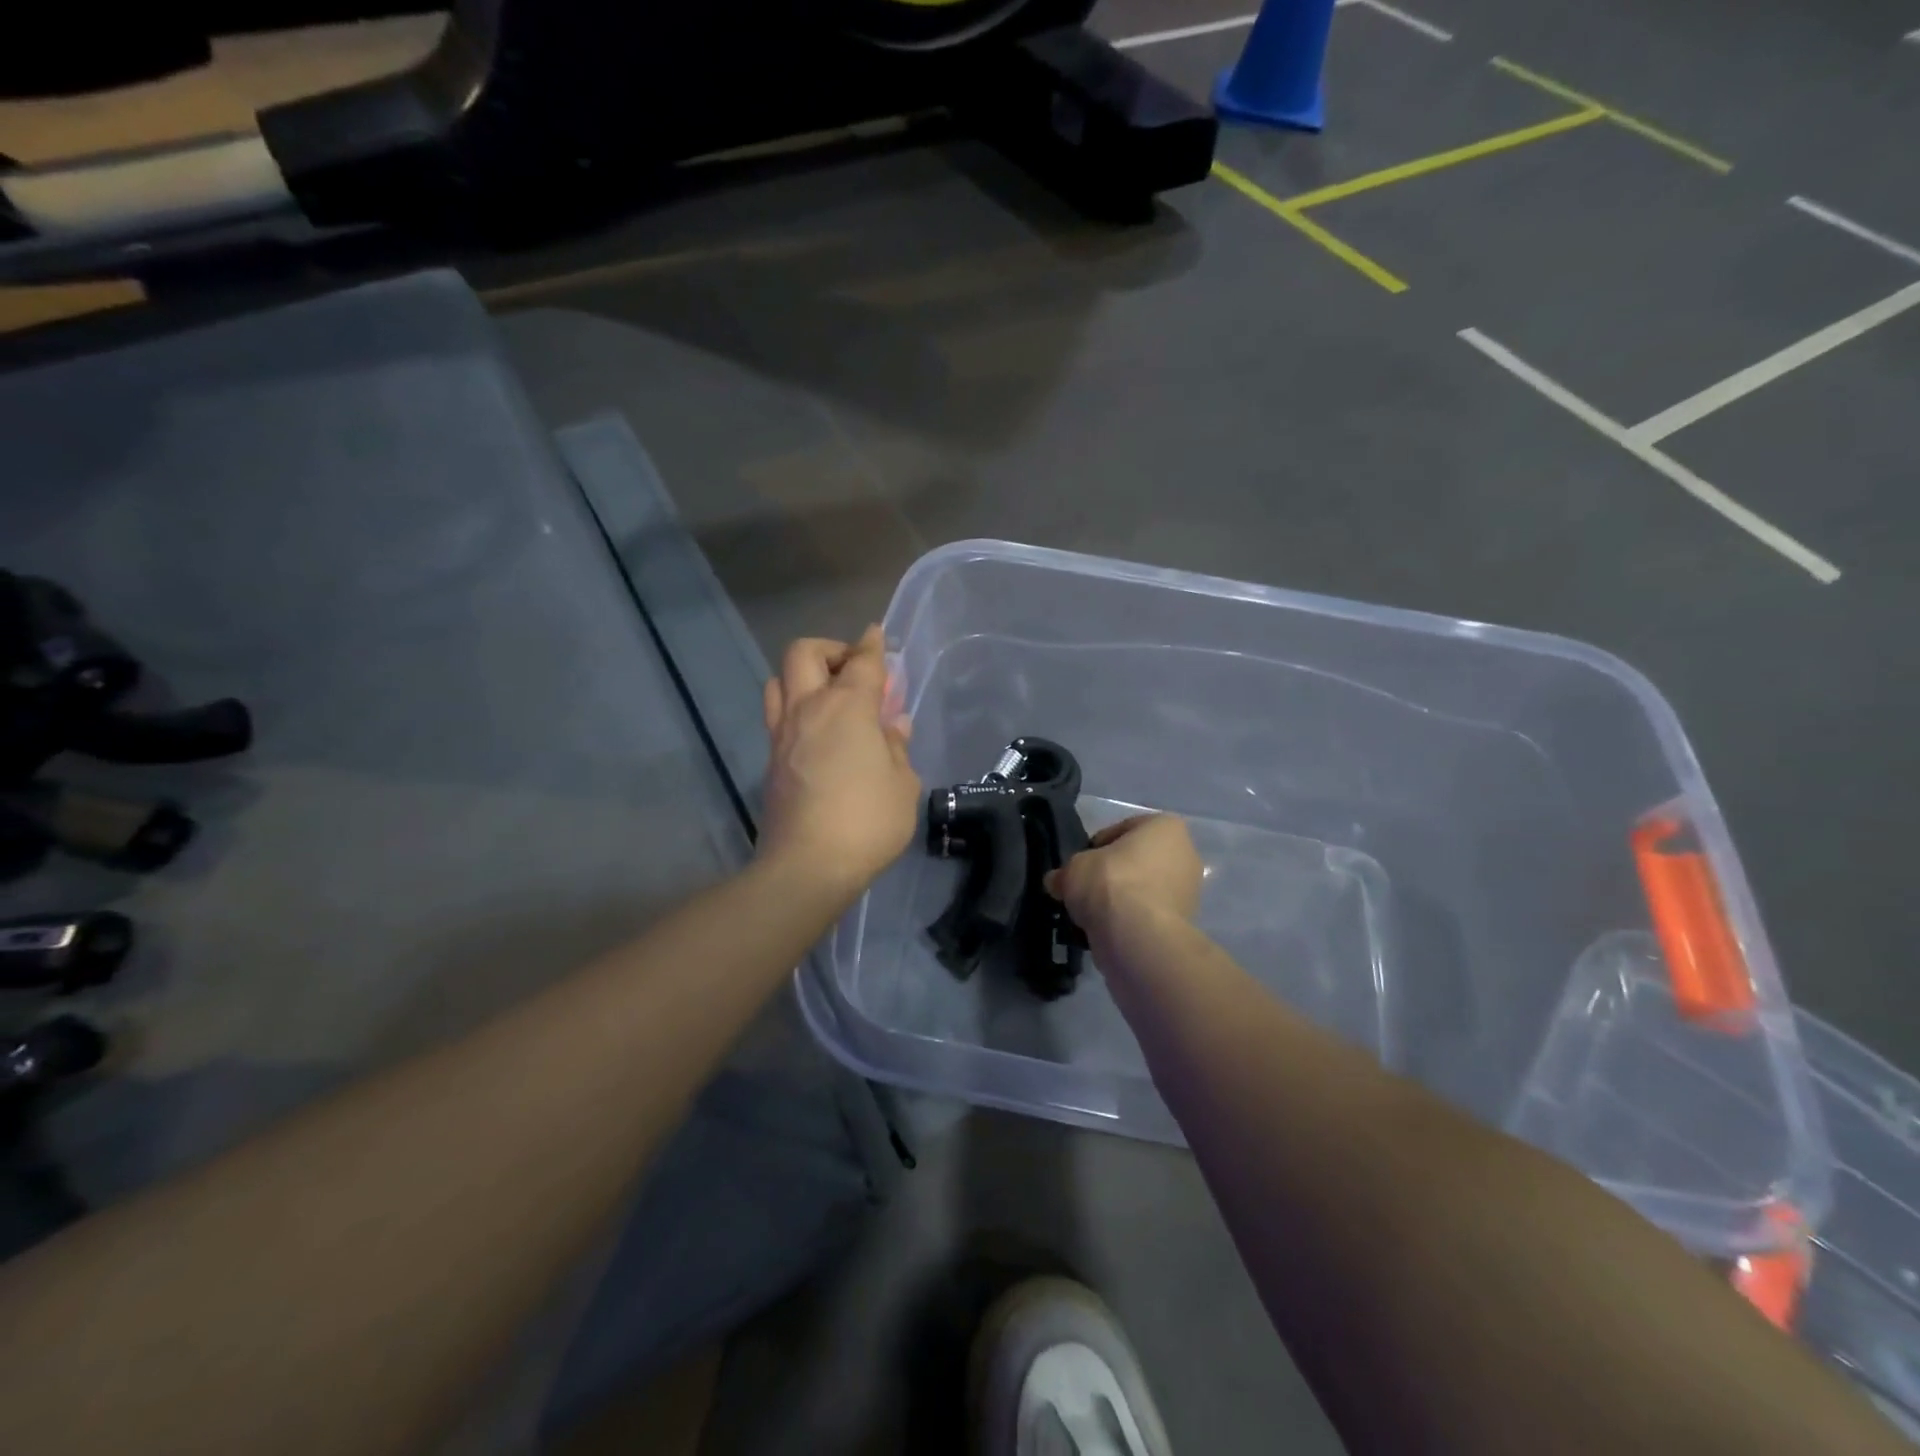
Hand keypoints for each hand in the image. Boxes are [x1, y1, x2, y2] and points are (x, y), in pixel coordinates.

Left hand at [760, 627, 921, 899]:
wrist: (807, 866)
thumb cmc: (867, 821)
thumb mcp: (903, 784)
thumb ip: (897, 747)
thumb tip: (892, 726)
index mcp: (846, 708)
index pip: (861, 662)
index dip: (873, 645)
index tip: (878, 635)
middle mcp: (808, 710)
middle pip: (803, 653)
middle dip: (829, 649)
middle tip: (852, 670)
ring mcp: (782, 735)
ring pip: (779, 682)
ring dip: (803, 677)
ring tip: (828, 698)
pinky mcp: (770, 762)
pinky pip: (778, 717)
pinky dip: (797, 710)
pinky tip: (819, 735)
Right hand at [1045, 815, 1202, 943]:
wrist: (1138, 937)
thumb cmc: (1110, 883)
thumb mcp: (1074, 867)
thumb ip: (1066, 871)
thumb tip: (1056, 882)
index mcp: (1166, 827)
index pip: (1121, 830)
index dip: (1095, 847)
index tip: (1079, 865)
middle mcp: (1185, 854)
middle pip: (1135, 861)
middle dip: (1110, 875)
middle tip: (1084, 889)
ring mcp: (1189, 892)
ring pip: (1142, 890)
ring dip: (1119, 900)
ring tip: (1091, 914)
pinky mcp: (1184, 924)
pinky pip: (1147, 915)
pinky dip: (1129, 921)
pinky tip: (1106, 930)